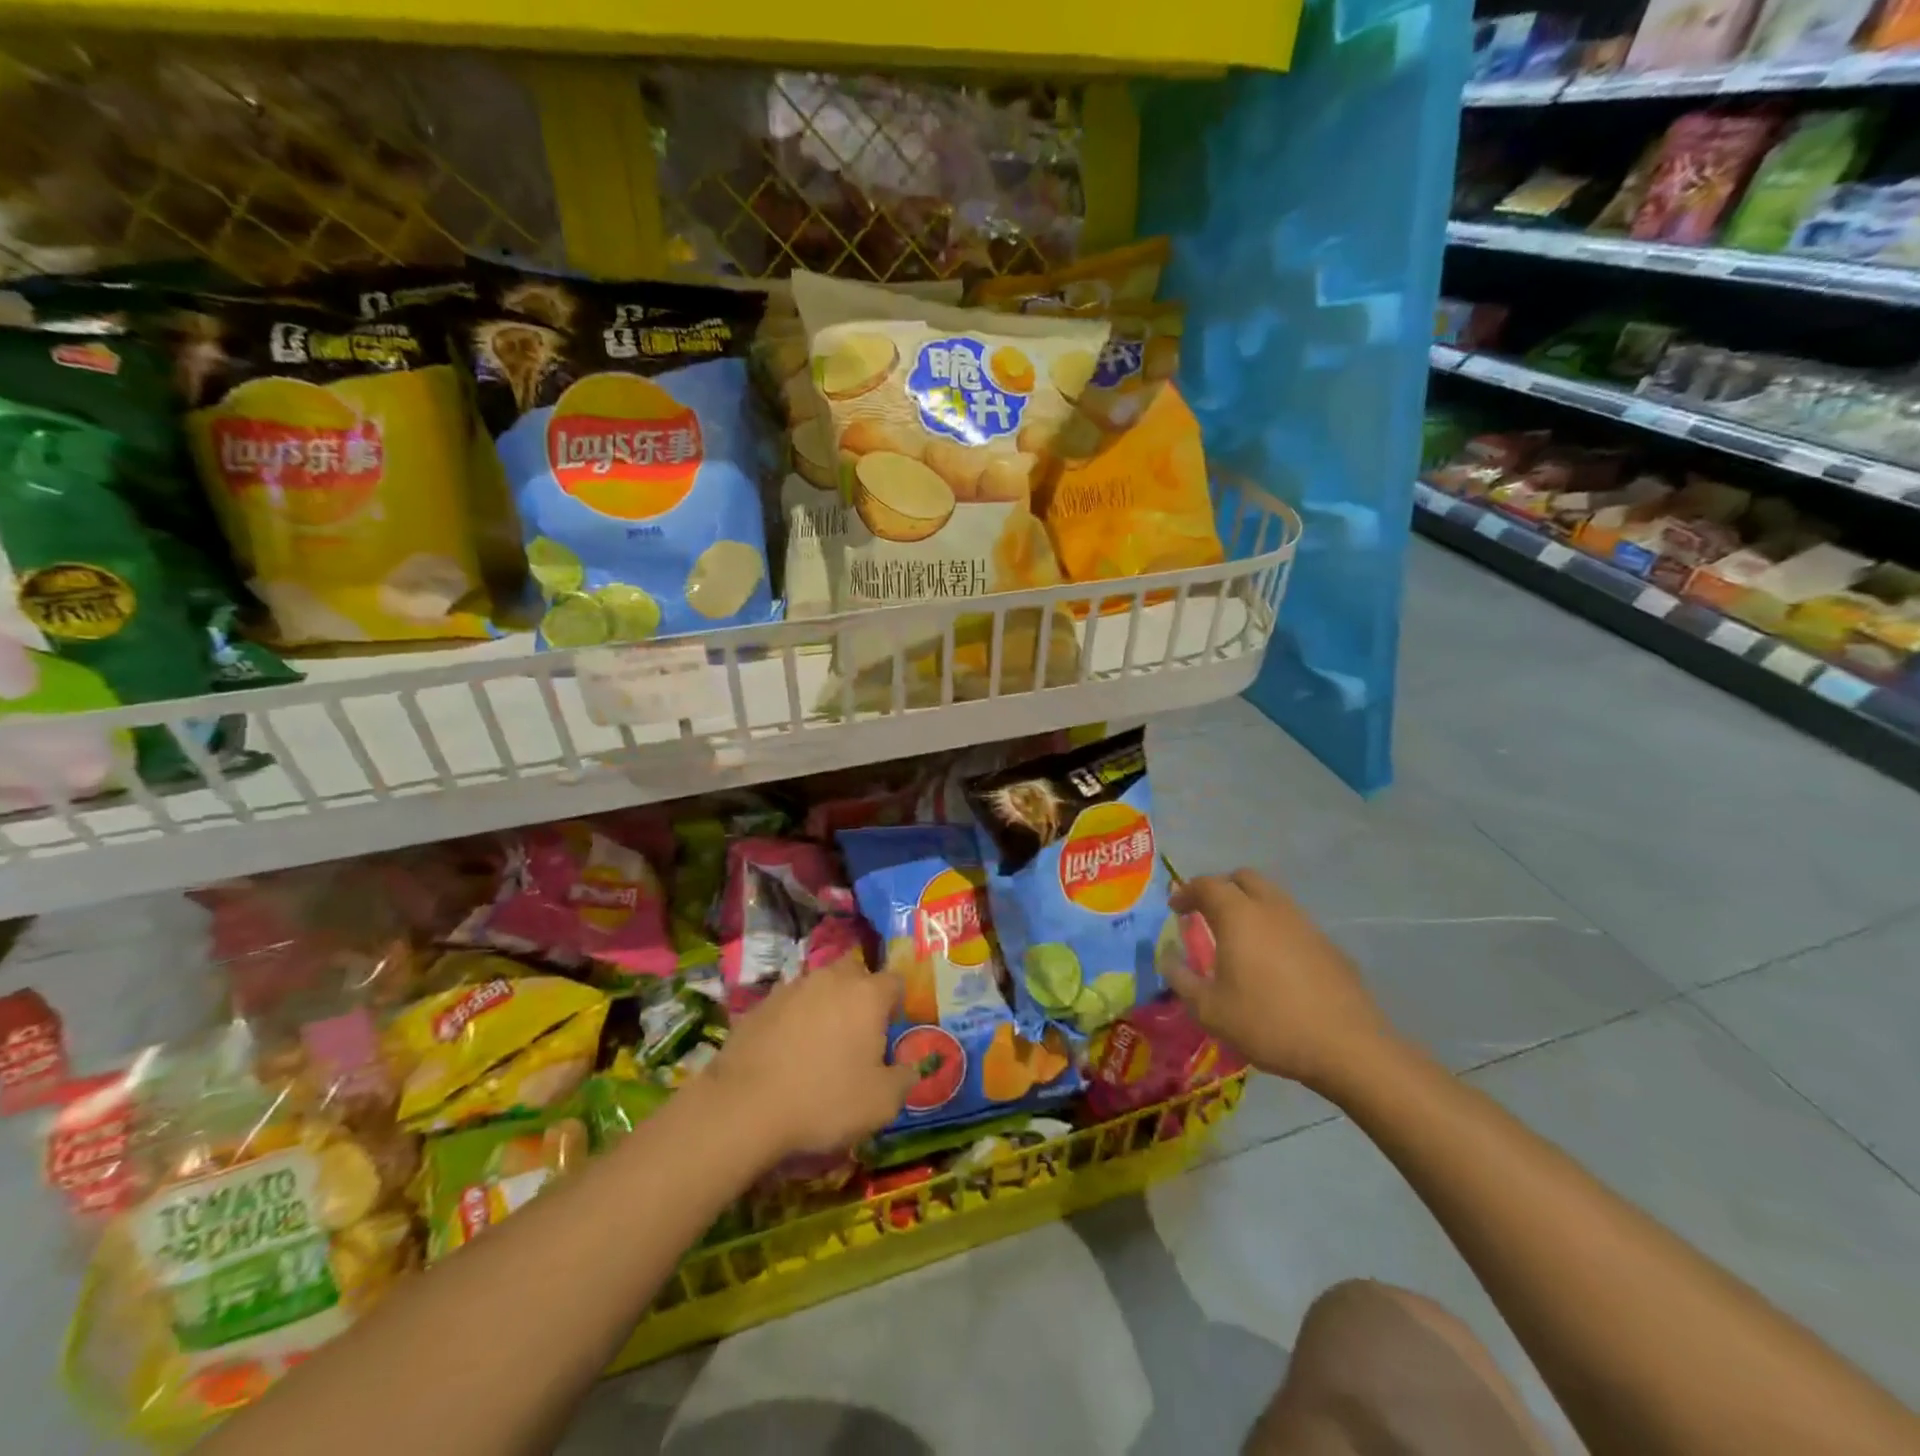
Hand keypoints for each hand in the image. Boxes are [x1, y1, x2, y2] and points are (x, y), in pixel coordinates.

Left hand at [707, 952, 919, 1158]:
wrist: (745, 1107)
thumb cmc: (825, 1100)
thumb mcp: (881, 1103)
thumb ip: (904, 1079)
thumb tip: (911, 1067)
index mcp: (867, 994)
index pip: (895, 982)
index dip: (896, 1005)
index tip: (890, 1032)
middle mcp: (832, 979)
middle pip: (855, 972)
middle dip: (860, 993)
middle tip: (857, 1032)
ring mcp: (792, 988)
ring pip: (819, 986)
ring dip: (825, 1005)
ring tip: (819, 1044)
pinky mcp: (760, 1004)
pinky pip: (788, 1004)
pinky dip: (793, 1020)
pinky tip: (786, 1053)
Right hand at [1167, 870, 1395, 1090]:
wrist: (1348, 1047)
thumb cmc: (1268, 1023)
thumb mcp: (1209, 1010)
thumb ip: (1181, 979)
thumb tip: (1167, 957)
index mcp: (1239, 915)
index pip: (1206, 885)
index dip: (1186, 892)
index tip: (1175, 909)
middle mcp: (1272, 908)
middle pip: (1243, 878)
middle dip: (1220, 888)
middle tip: (1206, 912)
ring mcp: (1305, 924)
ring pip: (1271, 897)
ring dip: (1249, 905)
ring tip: (1238, 937)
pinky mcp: (1328, 945)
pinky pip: (1292, 922)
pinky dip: (1273, 927)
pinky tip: (1272, 962)